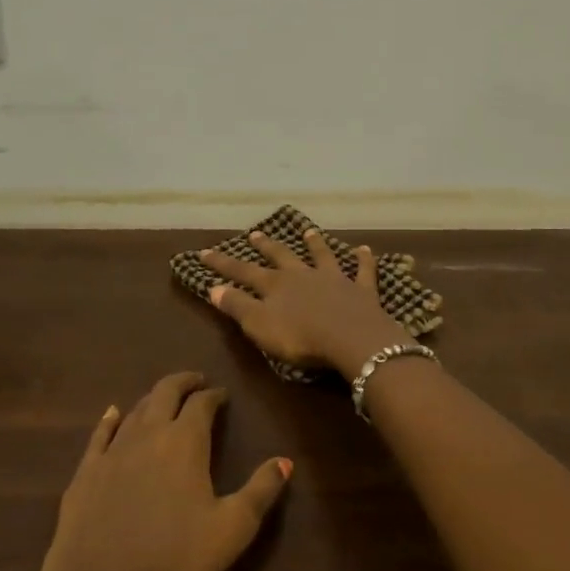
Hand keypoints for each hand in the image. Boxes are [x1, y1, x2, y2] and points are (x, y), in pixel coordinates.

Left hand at [31, 372, 291, 570]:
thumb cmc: (174, 565)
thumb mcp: (232, 531)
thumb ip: (260, 491)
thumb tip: (285, 461)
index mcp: (184, 443)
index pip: (201, 404)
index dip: (213, 396)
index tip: (222, 395)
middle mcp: (146, 436)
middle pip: (164, 393)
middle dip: (182, 383)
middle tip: (196, 382)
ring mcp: (110, 454)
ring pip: (134, 411)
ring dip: (152, 400)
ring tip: (164, 400)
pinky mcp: (83, 477)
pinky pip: (99, 436)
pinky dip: (110, 420)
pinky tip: (112, 414)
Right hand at [200, 228, 407, 378]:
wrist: (351, 338)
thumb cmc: (300, 337)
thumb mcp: (259, 325)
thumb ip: (237, 306)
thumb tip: (213, 287)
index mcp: (275, 285)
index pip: (243, 272)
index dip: (222, 264)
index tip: (204, 252)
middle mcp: (303, 275)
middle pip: (281, 256)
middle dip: (266, 246)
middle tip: (255, 233)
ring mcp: (334, 279)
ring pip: (322, 256)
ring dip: (314, 243)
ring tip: (308, 231)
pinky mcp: (361, 290)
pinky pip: (363, 271)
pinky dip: (363, 259)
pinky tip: (365, 249)